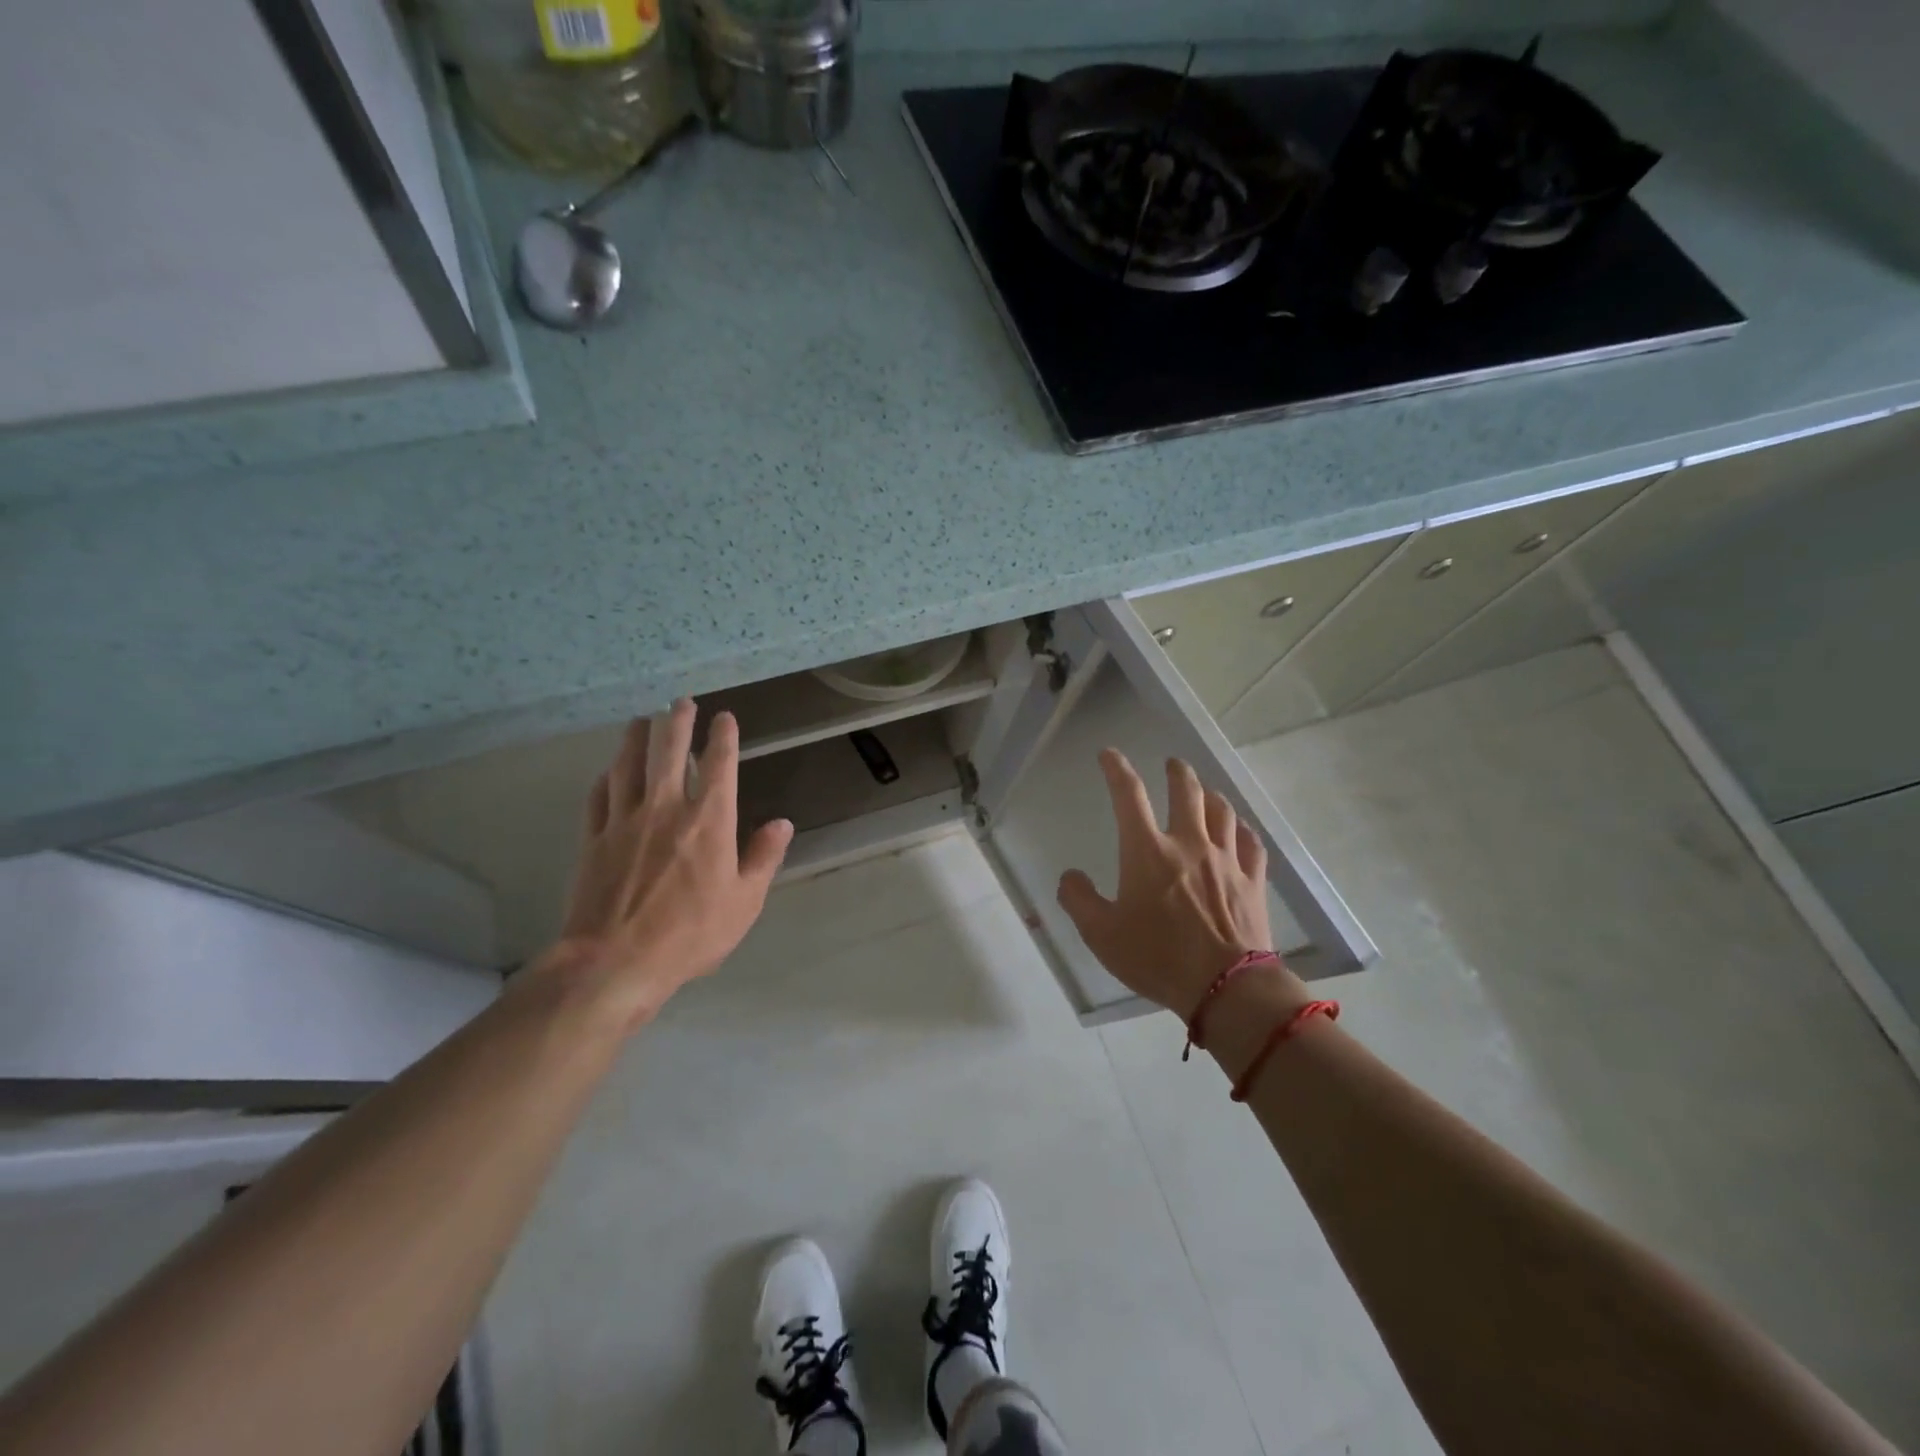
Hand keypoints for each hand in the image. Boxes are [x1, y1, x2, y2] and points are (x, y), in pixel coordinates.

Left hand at [544, 699, 792, 1030]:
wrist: (615, 961)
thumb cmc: (691, 934)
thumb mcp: (744, 902)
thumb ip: (763, 857)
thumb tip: (782, 823)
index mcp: (709, 820)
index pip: (719, 764)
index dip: (723, 736)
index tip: (724, 717)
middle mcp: (666, 808)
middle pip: (669, 751)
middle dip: (677, 721)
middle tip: (680, 702)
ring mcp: (624, 820)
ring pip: (629, 764)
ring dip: (636, 738)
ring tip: (641, 720)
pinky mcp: (592, 839)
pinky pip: (599, 796)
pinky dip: (606, 777)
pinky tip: (608, 771)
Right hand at [1055, 750, 1280, 1018]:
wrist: (1227, 988)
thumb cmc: (1157, 957)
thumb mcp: (1101, 935)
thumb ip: (1079, 900)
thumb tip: (1069, 877)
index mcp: (1148, 851)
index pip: (1129, 794)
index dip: (1116, 768)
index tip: (1109, 754)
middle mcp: (1189, 843)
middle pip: (1187, 790)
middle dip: (1177, 771)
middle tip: (1171, 764)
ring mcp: (1226, 859)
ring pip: (1222, 810)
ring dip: (1210, 795)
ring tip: (1205, 792)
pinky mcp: (1252, 880)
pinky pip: (1250, 843)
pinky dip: (1241, 830)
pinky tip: (1239, 830)